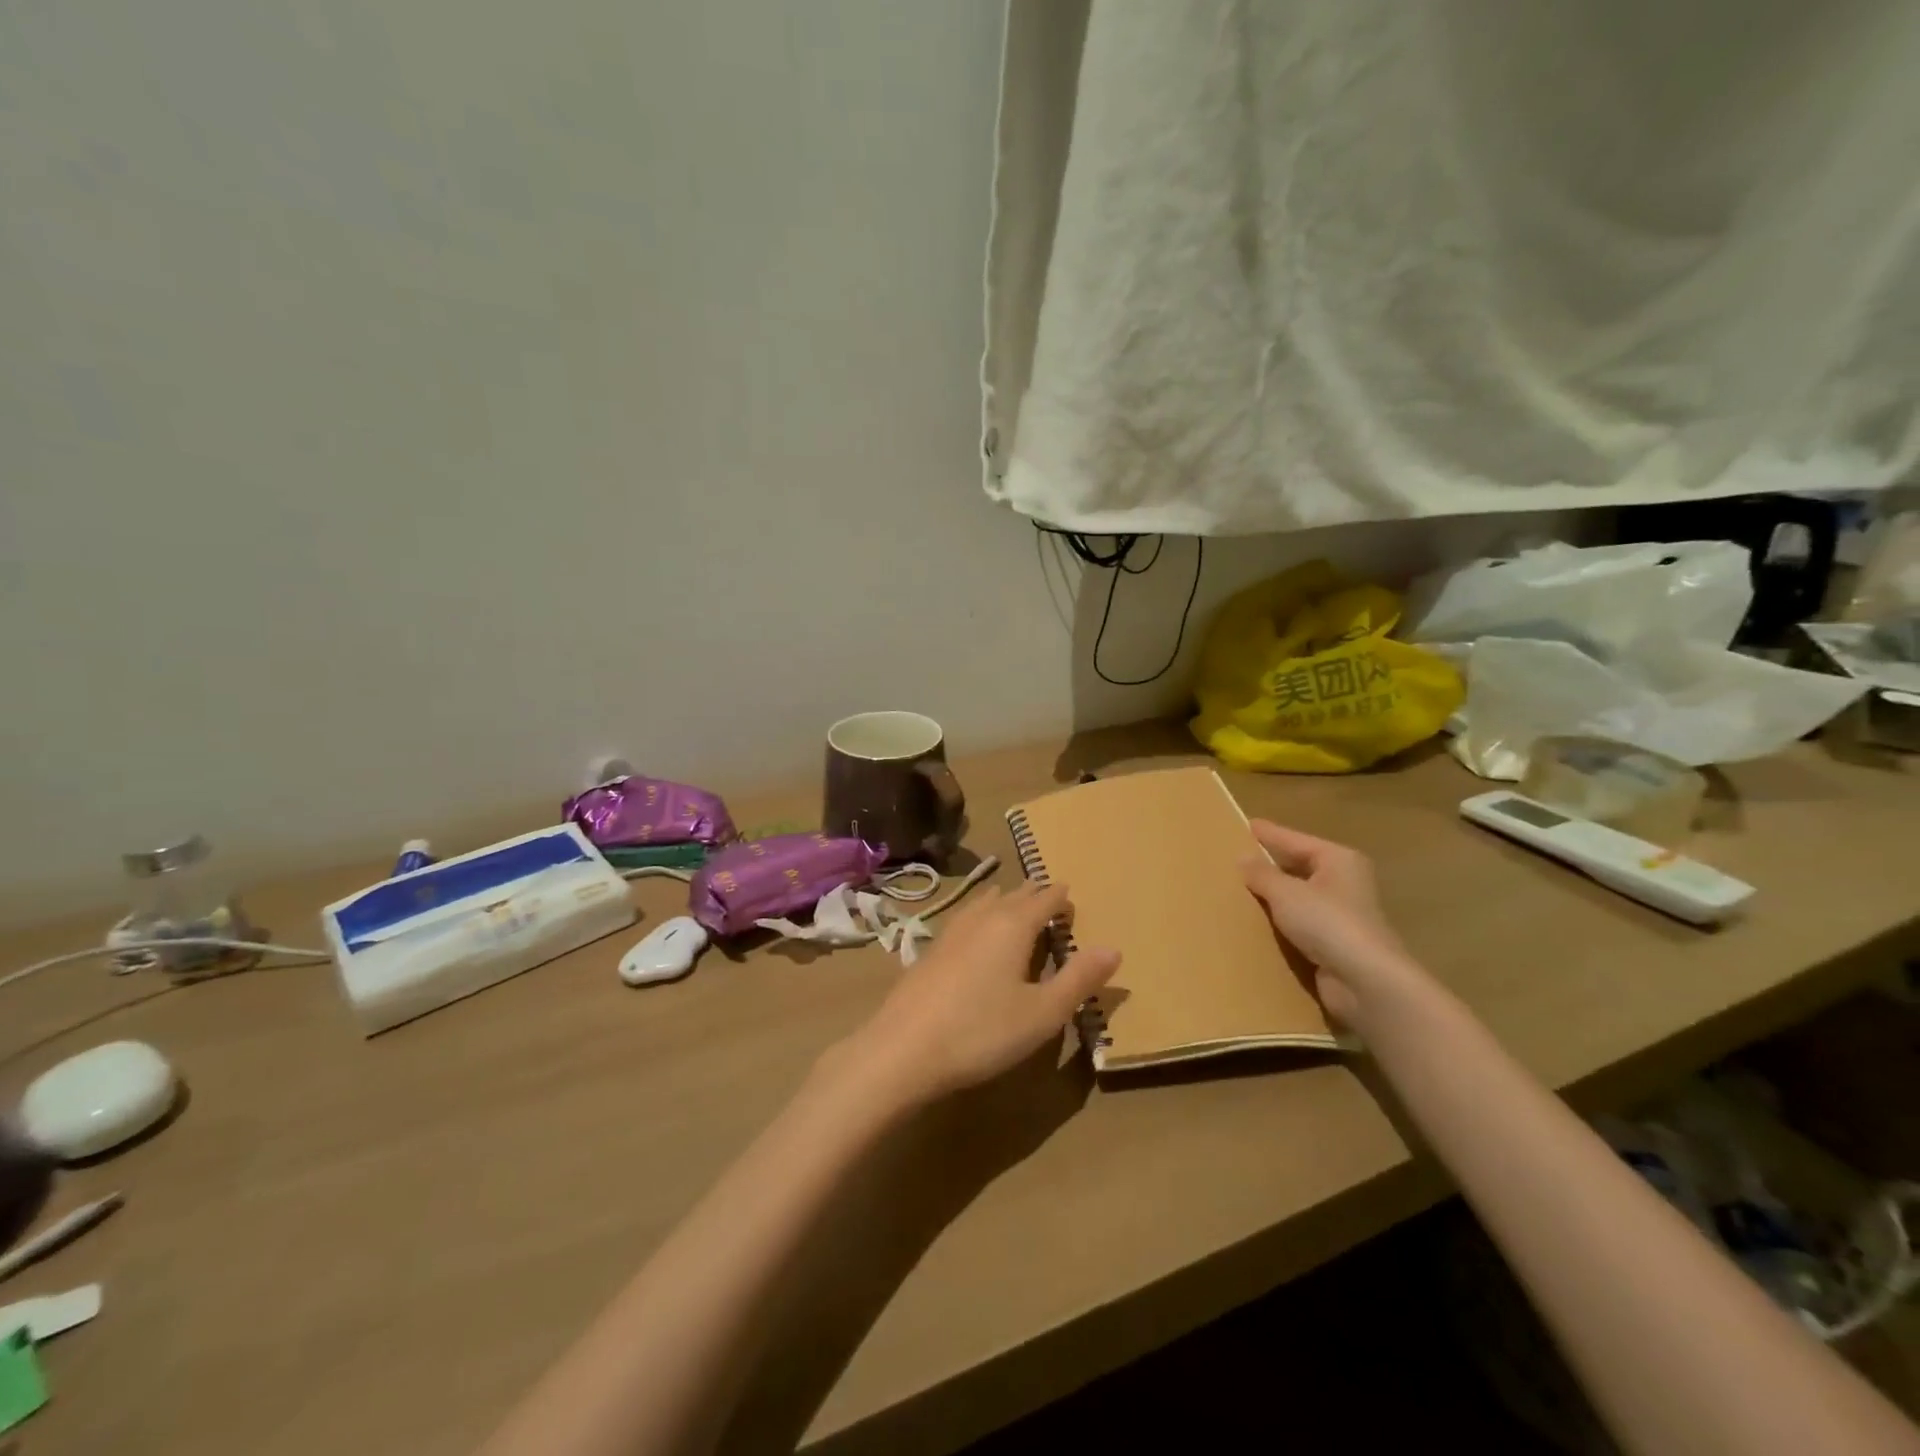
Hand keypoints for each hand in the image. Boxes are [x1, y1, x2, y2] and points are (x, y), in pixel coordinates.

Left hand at [834, 881, 1119, 1106]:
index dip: (1061, 897)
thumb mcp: (1042, 1013)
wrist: (903, 1049)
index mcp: (1014, 926)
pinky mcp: (930, 950)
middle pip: (1014, 896)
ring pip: (985, 903)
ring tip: (1015, 904)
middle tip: (1049, 897)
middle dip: (1034, 894)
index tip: (1072, 896)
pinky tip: (975, 932)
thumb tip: (1113, 949)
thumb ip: (1079, 979)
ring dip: (1005, 901)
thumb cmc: (982, 1030)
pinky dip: (981, 916)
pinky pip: (965, 919)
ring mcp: (951, 931)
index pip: (1044, 899)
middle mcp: (983, 918)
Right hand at [1239, 820, 1427, 1028]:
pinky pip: (1298, 925)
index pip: (1294, 840)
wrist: (1365, 982)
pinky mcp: (1334, 945)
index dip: (1268, 834)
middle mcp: (1344, 883)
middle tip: (1233, 859)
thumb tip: (1243, 858)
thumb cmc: (1328, 923)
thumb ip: (1261, 874)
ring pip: (1297, 898)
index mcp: (1338, 860)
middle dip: (1268, 866)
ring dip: (1272, 898)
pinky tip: (1254, 923)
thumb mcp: (1286, 892)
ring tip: (1236, 891)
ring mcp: (1341, 915)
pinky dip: (1279, 923)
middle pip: (1298, 867)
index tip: (1242, 826)